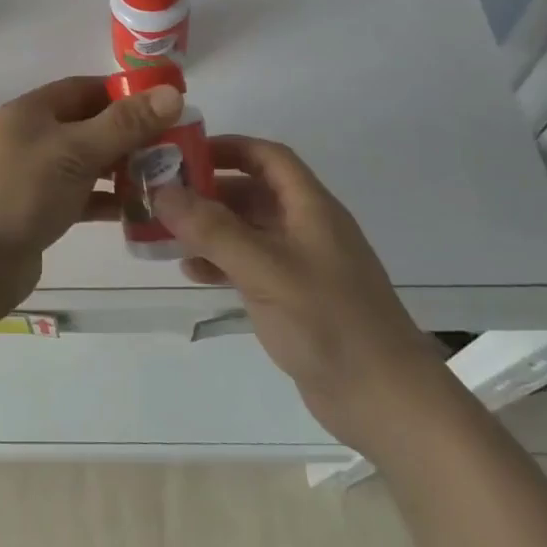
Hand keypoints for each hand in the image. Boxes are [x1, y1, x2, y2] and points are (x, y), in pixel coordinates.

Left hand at [0, 75, 185, 321]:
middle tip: (177, 147)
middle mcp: (31, 138)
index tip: (167, 105)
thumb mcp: (75, 151)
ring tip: (167, 179)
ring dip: (123, 169)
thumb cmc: (20, 193)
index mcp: (32, 111)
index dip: (125, 93)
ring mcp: (33, 176)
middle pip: (89, 126)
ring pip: (87, 163)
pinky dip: (107, 201)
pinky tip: (141, 211)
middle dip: (130, 135)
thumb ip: (124, 124)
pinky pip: (81, 197)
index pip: (85, 89)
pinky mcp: (38, 211)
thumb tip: (173, 93)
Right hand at [152, 136, 445, 445]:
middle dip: (209, 190)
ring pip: (248, 230)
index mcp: (311, 208)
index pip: (268, 158)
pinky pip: (249, 266)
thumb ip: (213, 230)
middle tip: (163, 196)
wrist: (383, 399)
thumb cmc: (327, 321)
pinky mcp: (294, 298)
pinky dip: (220, 262)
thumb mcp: (265, 269)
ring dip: (210, 228)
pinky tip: (192, 272)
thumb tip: (162, 191)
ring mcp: (301, 265)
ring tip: (167, 233)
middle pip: (253, 192)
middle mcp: (307, 228)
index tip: (184, 152)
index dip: (229, 147)